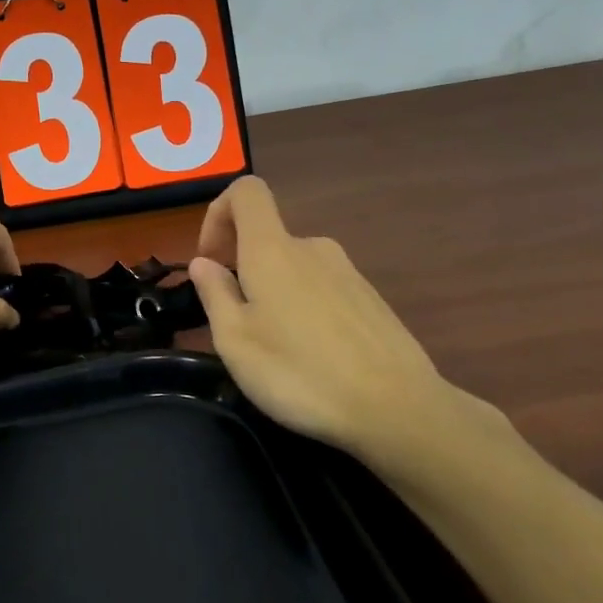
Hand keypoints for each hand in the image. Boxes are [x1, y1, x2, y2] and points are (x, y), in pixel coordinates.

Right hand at [190, 176, 508, 482]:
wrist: (398, 410)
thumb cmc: (300, 373)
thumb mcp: (235, 341)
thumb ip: (214, 294)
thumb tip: (204, 264)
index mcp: (273, 249)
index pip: (247, 192)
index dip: (219, 213)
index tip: (210, 260)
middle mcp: (312, 248)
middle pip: (268, 235)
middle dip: (242, 266)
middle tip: (235, 318)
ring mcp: (347, 272)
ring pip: (295, 266)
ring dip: (274, 291)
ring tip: (274, 345)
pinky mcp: (370, 299)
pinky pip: (323, 288)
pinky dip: (305, 307)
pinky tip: (312, 356)